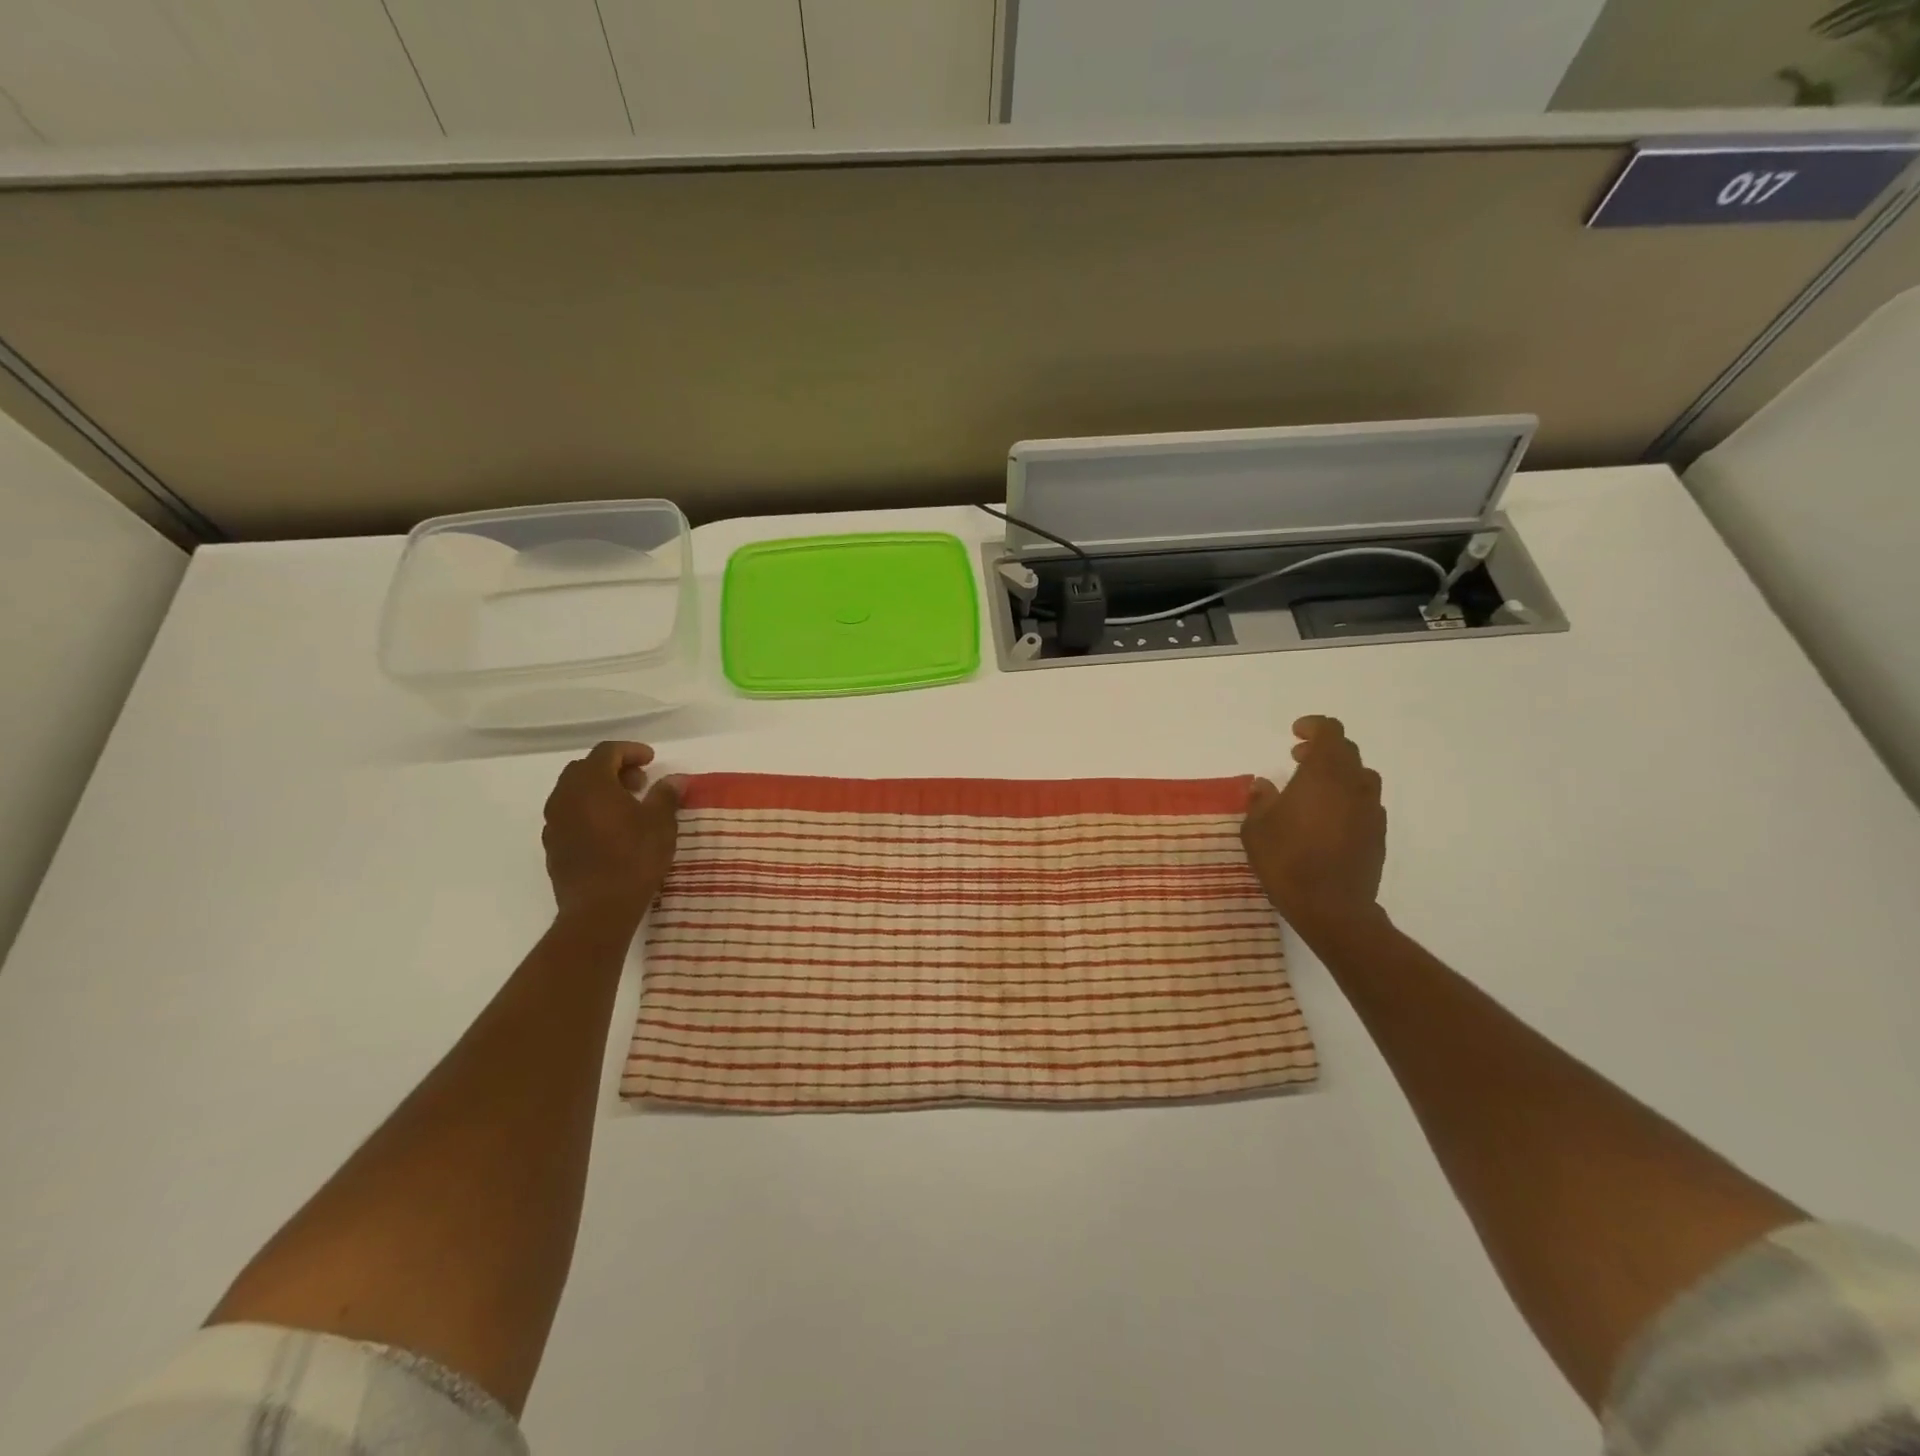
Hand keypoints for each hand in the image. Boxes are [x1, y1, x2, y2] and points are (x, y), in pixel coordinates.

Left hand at [542, 742, 682, 930]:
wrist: (598, 909)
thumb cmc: (634, 858)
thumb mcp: (661, 823)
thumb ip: (666, 795)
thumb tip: (675, 779)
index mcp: (591, 784)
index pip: (607, 752)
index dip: (631, 750)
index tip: (652, 760)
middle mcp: (565, 796)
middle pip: (586, 768)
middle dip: (614, 769)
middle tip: (641, 782)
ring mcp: (554, 822)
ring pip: (574, 792)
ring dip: (600, 790)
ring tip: (627, 806)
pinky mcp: (552, 845)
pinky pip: (569, 815)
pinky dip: (589, 811)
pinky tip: (610, 829)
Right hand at [1242, 716, 1386, 937]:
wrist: (1332, 907)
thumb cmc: (1287, 861)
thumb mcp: (1256, 829)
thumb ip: (1260, 801)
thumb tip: (1264, 785)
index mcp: (1324, 775)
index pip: (1330, 732)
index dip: (1314, 727)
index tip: (1295, 735)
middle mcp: (1354, 785)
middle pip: (1346, 752)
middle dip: (1322, 750)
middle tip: (1297, 761)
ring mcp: (1370, 810)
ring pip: (1360, 777)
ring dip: (1337, 775)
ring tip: (1313, 791)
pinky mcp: (1378, 834)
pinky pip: (1364, 803)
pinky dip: (1347, 799)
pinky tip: (1327, 819)